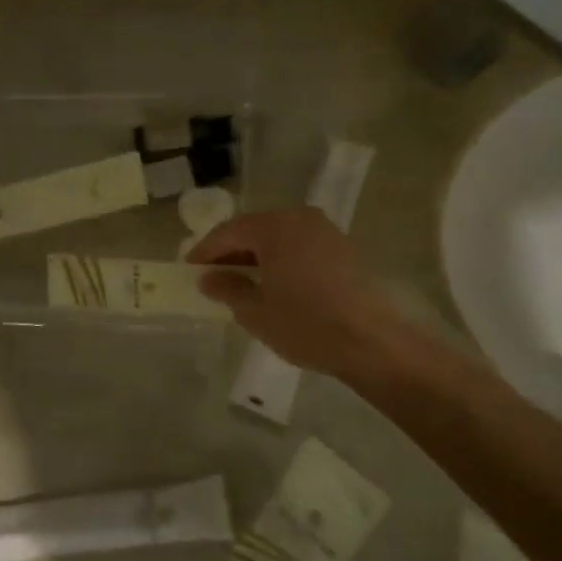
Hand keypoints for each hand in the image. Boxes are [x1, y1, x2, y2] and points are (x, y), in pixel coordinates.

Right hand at [186, 207, 410, 381]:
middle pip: (254, 229)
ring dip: (256, 255)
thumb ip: (228, 288)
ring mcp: (325, 231)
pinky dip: (280, 259)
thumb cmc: (306, 324)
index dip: (205, 251)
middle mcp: (300, 218)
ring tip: (241, 280)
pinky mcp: (343, 249)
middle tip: (212, 274)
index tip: (189, 269)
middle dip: (231, 251)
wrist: (372, 342)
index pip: (229, 232)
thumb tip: (208, 278)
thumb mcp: (256, 311)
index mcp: (275, 227)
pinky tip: (274, 283)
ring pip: (278, 237)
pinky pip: (299, 246)